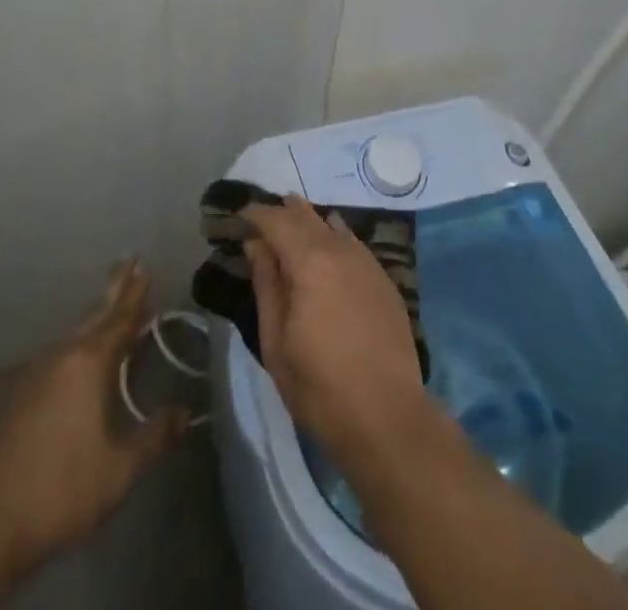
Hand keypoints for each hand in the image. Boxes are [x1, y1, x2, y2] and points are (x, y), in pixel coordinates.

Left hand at [0, 262, 187, 609]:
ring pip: (75, 333)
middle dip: (115, 289)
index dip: (136, 295)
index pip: (120, 320)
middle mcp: (63, 357)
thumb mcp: (118, 470)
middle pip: (96, 315)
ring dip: (97, 315)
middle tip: (130, 260)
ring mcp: (37, 374)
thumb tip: (184, 413)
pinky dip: (79, 340)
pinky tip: (79, 352)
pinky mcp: (20, 396)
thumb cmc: (60, 490)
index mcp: (89, 364)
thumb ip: (153, 437)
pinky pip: (59, 353)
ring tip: (111, 302)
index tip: (145, 266)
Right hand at [243, 196, 432, 475]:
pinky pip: (353, 243)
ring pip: (333, 225)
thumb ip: (266, 284)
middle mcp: (340, 249)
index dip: (256, 214)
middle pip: (306, 216)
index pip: (277, 220)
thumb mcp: (276, 342)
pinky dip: (333, 237)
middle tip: (262, 218)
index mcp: (310, 261)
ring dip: (309, 221)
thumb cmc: (319, 387)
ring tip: (291, 226)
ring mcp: (367, 261)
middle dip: (282, 212)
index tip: (239, 216)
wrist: (387, 416)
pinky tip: (327, 249)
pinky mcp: (384, 278)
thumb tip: (255, 244)